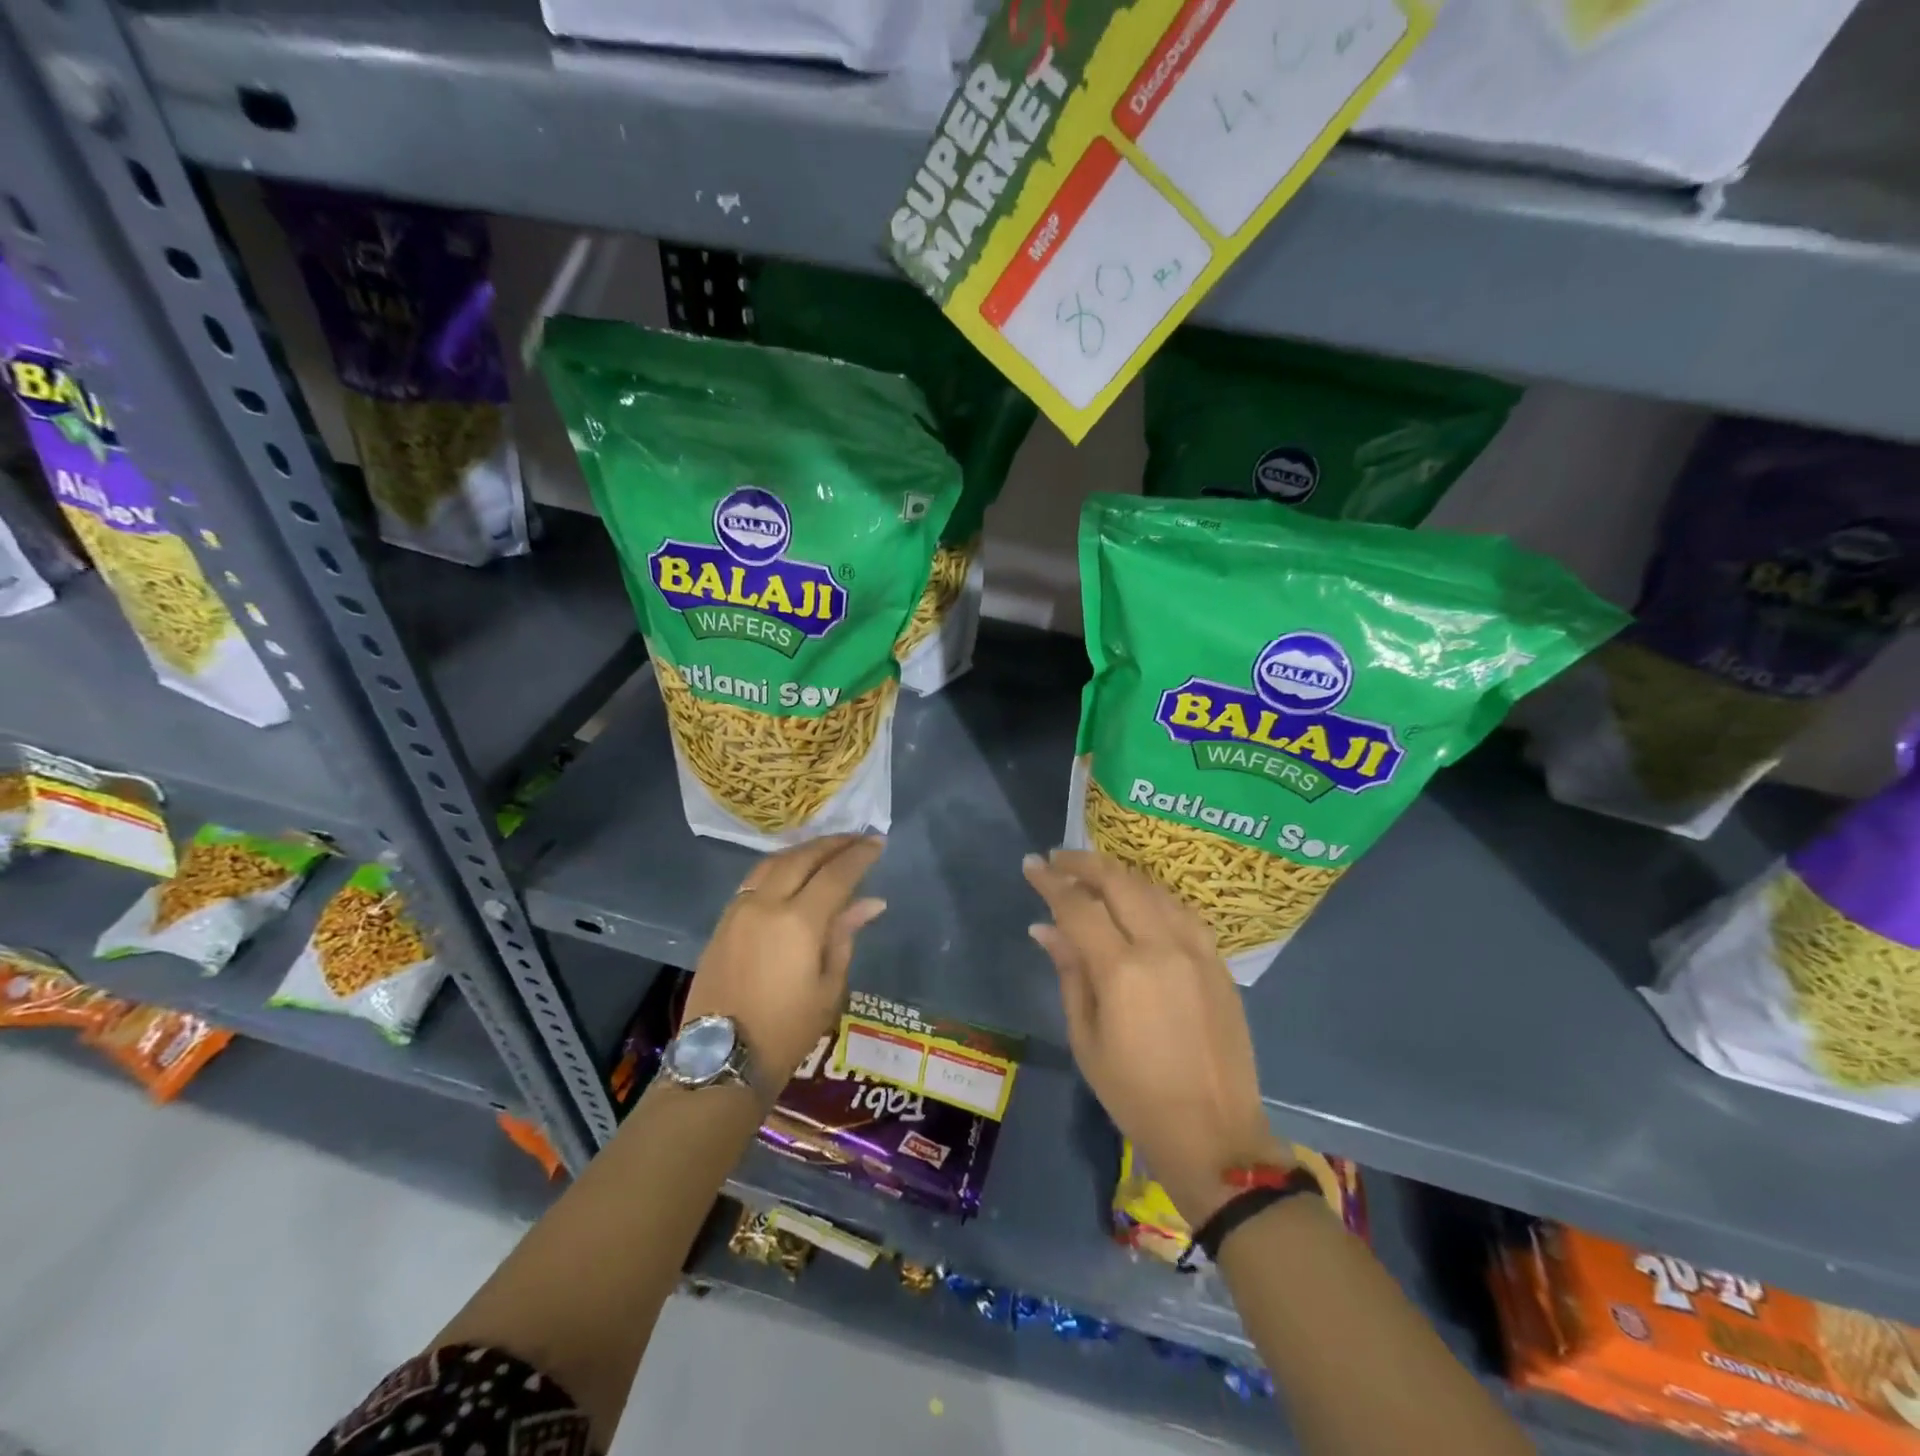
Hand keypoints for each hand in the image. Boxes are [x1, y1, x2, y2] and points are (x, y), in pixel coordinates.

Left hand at [685, 835, 885, 1094]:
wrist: (722, 1058)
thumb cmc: (787, 1030)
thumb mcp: (828, 987)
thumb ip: (845, 936)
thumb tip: (870, 902)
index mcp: (798, 921)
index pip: (836, 874)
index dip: (859, 855)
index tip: (877, 841)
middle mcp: (766, 904)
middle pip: (802, 858)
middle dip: (832, 844)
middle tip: (856, 837)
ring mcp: (739, 910)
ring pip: (774, 863)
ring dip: (803, 850)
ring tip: (826, 849)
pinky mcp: (722, 922)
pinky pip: (754, 880)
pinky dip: (779, 866)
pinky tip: (792, 872)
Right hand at [1024, 850, 1291, 1227]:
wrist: (1214, 1135)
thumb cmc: (1135, 1095)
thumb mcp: (1086, 1039)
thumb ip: (1069, 973)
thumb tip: (1045, 928)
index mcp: (1123, 970)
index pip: (1078, 906)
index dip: (1051, 882)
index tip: (1031, 864)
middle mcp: (1163, 946)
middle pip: (1119, 882)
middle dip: (1084, 864)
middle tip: (1058, 860)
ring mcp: (1197, 950)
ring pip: (1153, 890)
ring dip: (1119, 875)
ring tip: (1093, 876)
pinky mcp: (1219, 962)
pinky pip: (1181, 911)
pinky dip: (1152, 896)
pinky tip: (1138, 901)